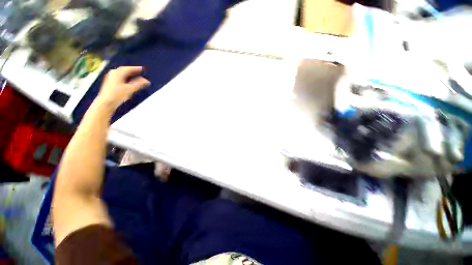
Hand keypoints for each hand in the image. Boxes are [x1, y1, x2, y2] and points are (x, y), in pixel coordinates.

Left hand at [96, 66, 149, 110]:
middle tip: (139, 71)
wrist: (106, 102)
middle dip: (132, 71)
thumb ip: (139, 84)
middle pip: (124, 70)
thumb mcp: (130, 89)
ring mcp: (110, 78)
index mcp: (117, 73)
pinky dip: (125, 78)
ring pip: (121, 74)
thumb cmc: (118, 95)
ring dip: (128, 74)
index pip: (128, 69)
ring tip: (134, 76)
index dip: (136, 68)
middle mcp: (113, 73)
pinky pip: (119, 77)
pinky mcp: (109, 83)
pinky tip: (128, 82)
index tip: (142, 68)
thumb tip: (146, 81)